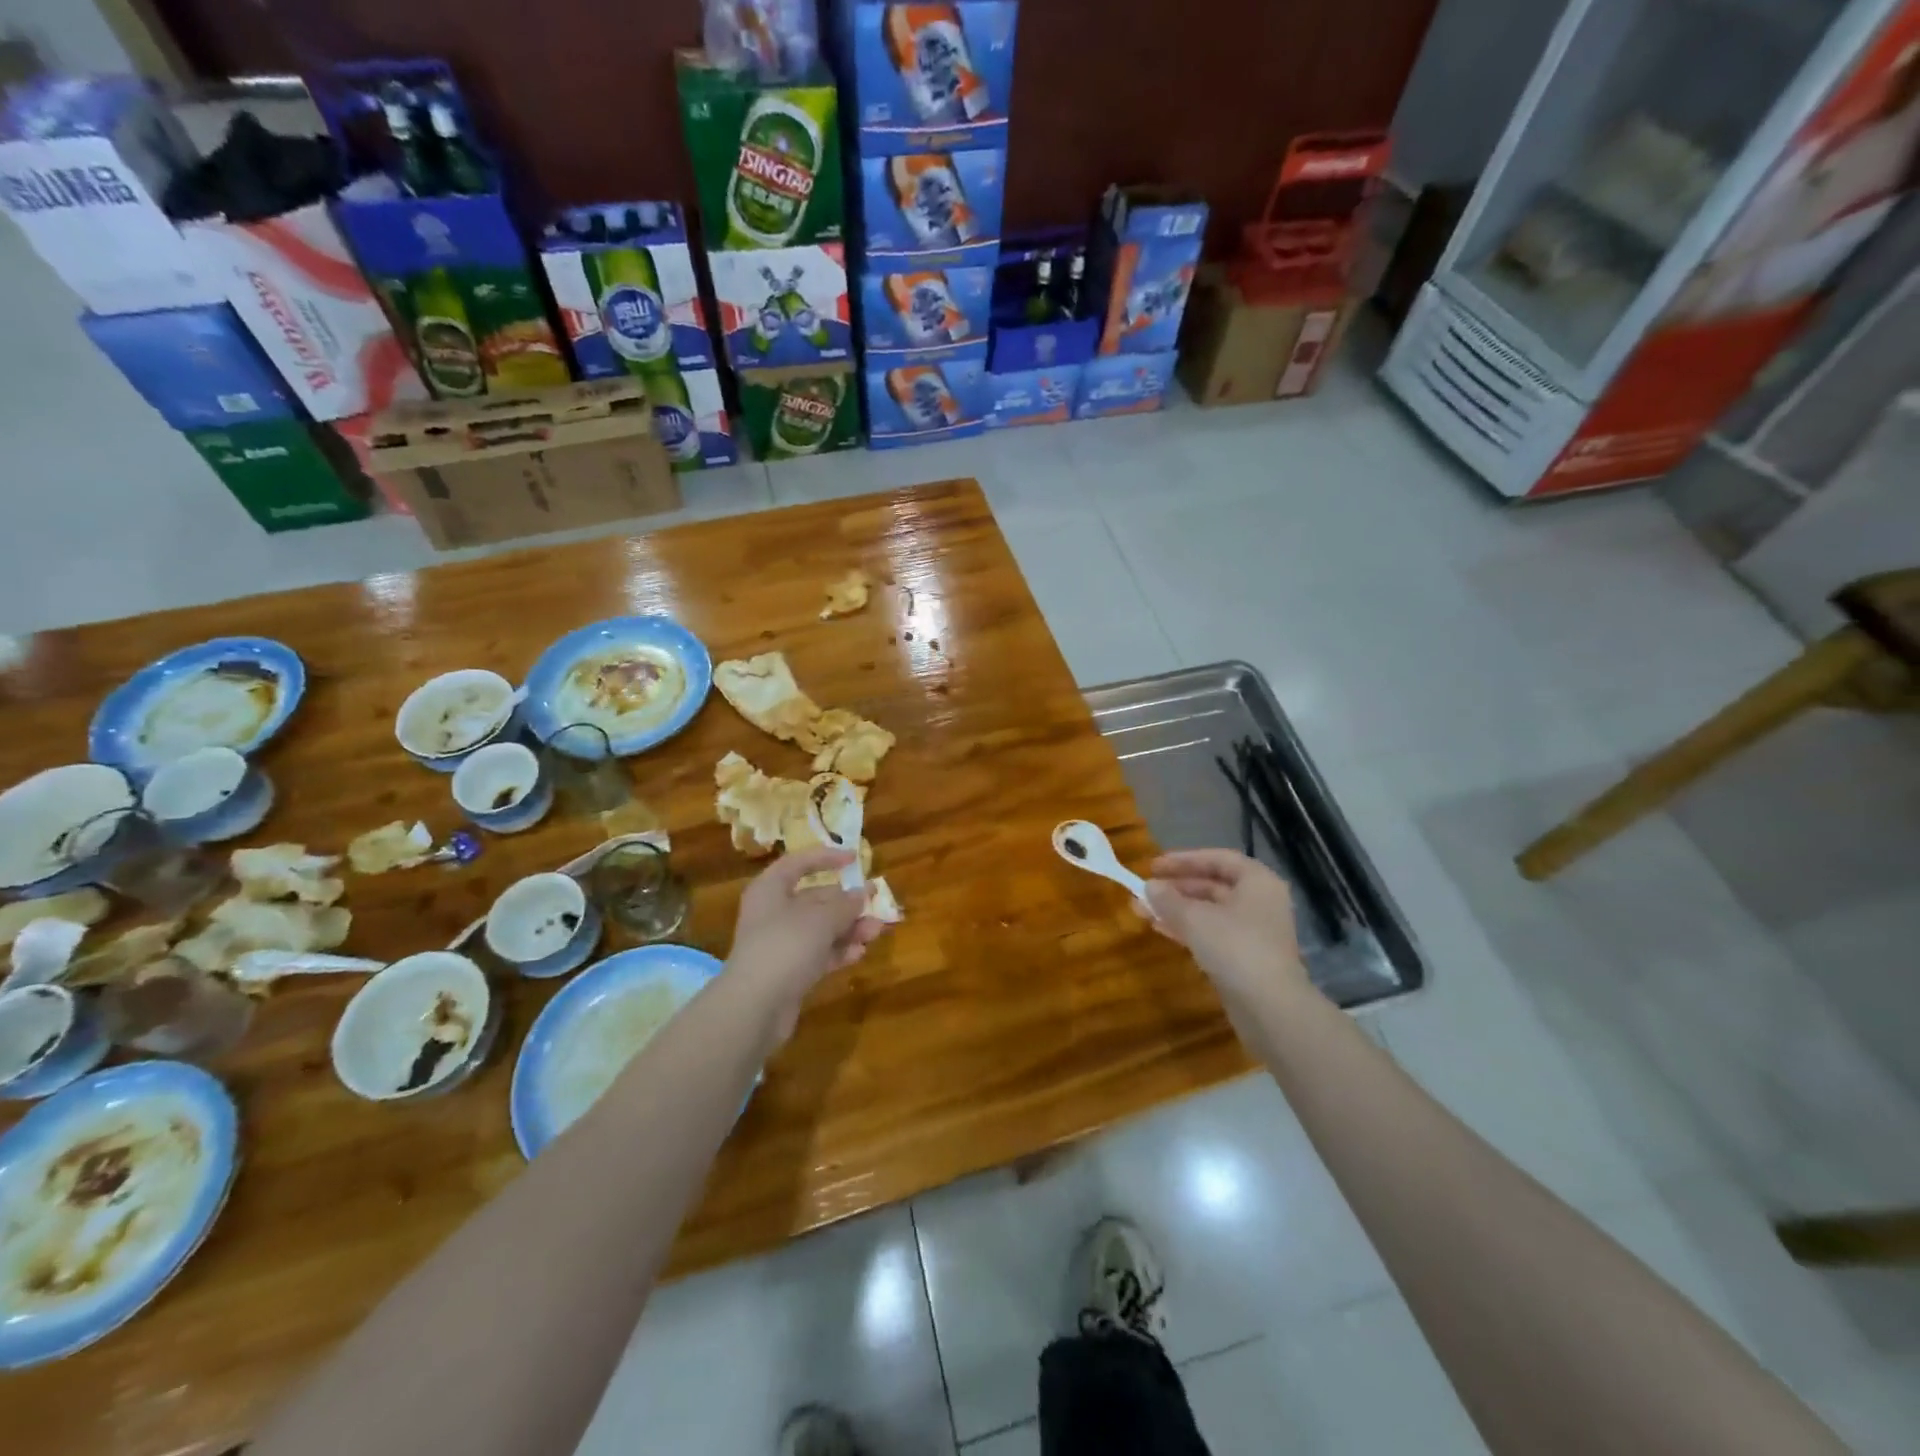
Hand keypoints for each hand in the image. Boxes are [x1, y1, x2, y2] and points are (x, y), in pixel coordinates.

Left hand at [727, 847, 884, 1017]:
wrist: (754, 1007)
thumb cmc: (785, 945)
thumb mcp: (821, 918)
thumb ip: (845, 904)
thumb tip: (862, 894)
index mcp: (771, 889)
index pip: (799, 863)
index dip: (826, 857)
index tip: (854, 858)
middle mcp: (773, 913)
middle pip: (814, 899)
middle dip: (847, 902)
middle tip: (876, 903)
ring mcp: (780, 944)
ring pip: (820, 929)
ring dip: (849, 928)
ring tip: (876, 931)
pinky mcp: (788, 972)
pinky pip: (818, 954)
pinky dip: (838, 952)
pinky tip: (860, 953)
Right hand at [1140, 850, 1309, 1005]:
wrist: (1270, 1008)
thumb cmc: (1235, 947)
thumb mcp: (1194, 918)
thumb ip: (1168, 899)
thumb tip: (1149, 887)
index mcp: (1257, 881)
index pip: (1218, 859)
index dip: (1184, 860)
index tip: (1153, 866)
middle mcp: (1259, 902)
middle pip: (1213, 885)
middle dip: (1175, 888)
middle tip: (1144, 890)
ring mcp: (1254, 932)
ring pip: (1209, 912)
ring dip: (1176, 910)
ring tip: (1142, 911)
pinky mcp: (1246, 958)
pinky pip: (1212, 934)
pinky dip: (1187, 929)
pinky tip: (1160, 929)